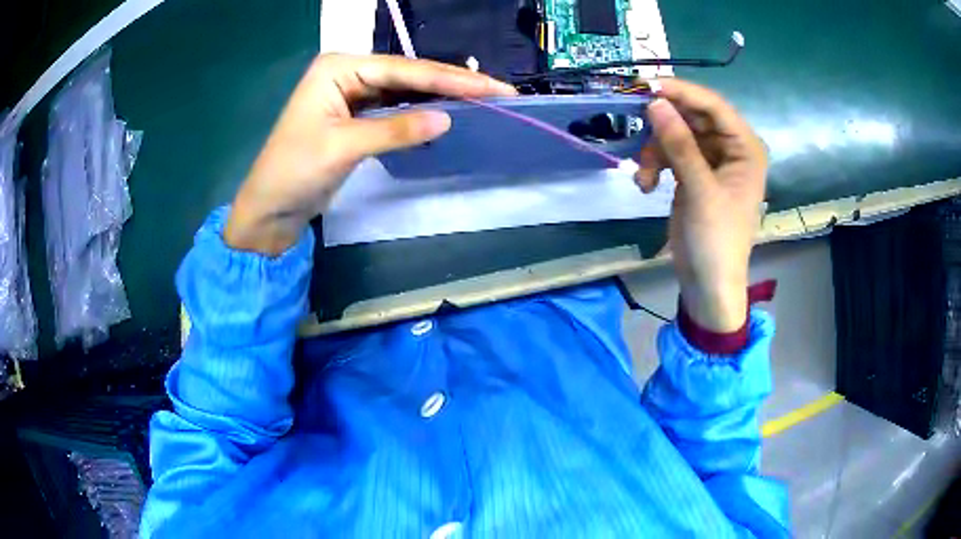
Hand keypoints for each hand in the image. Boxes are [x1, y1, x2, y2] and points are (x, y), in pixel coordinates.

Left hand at [225, 53, 516, 254]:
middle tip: (499, 91)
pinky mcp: (356, 117)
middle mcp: (347, 73)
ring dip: (441, 97)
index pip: (402, 70)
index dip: (449, 79)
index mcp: (338, 68)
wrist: (269, 210)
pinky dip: (420, 114)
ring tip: (483, 100)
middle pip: (407, 76)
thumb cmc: (294, 172)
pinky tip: (448, 114)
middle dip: (452, 84)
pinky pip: (395, 110)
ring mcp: (352, 94)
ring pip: (405, 92)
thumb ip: (395, 129)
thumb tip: (448, 118)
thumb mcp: (344, 147)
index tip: (491, 87)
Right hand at [635, 79, 767, 332]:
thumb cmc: (716, 240)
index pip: (714, 106)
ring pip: (676, 134)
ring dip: (655, 150)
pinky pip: (670, 154)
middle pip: (692, 116)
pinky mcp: (694, 174)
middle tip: (634, 122)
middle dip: (663, 124)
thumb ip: (679, 144)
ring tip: (643, 175)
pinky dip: (654, 165)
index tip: (645, 86)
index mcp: (745, 148)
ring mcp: (711, 161)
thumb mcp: (700, 191)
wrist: (708, 285)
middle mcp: (730, 148)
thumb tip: (655, 101)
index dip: (682, 92)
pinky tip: (645, 185)